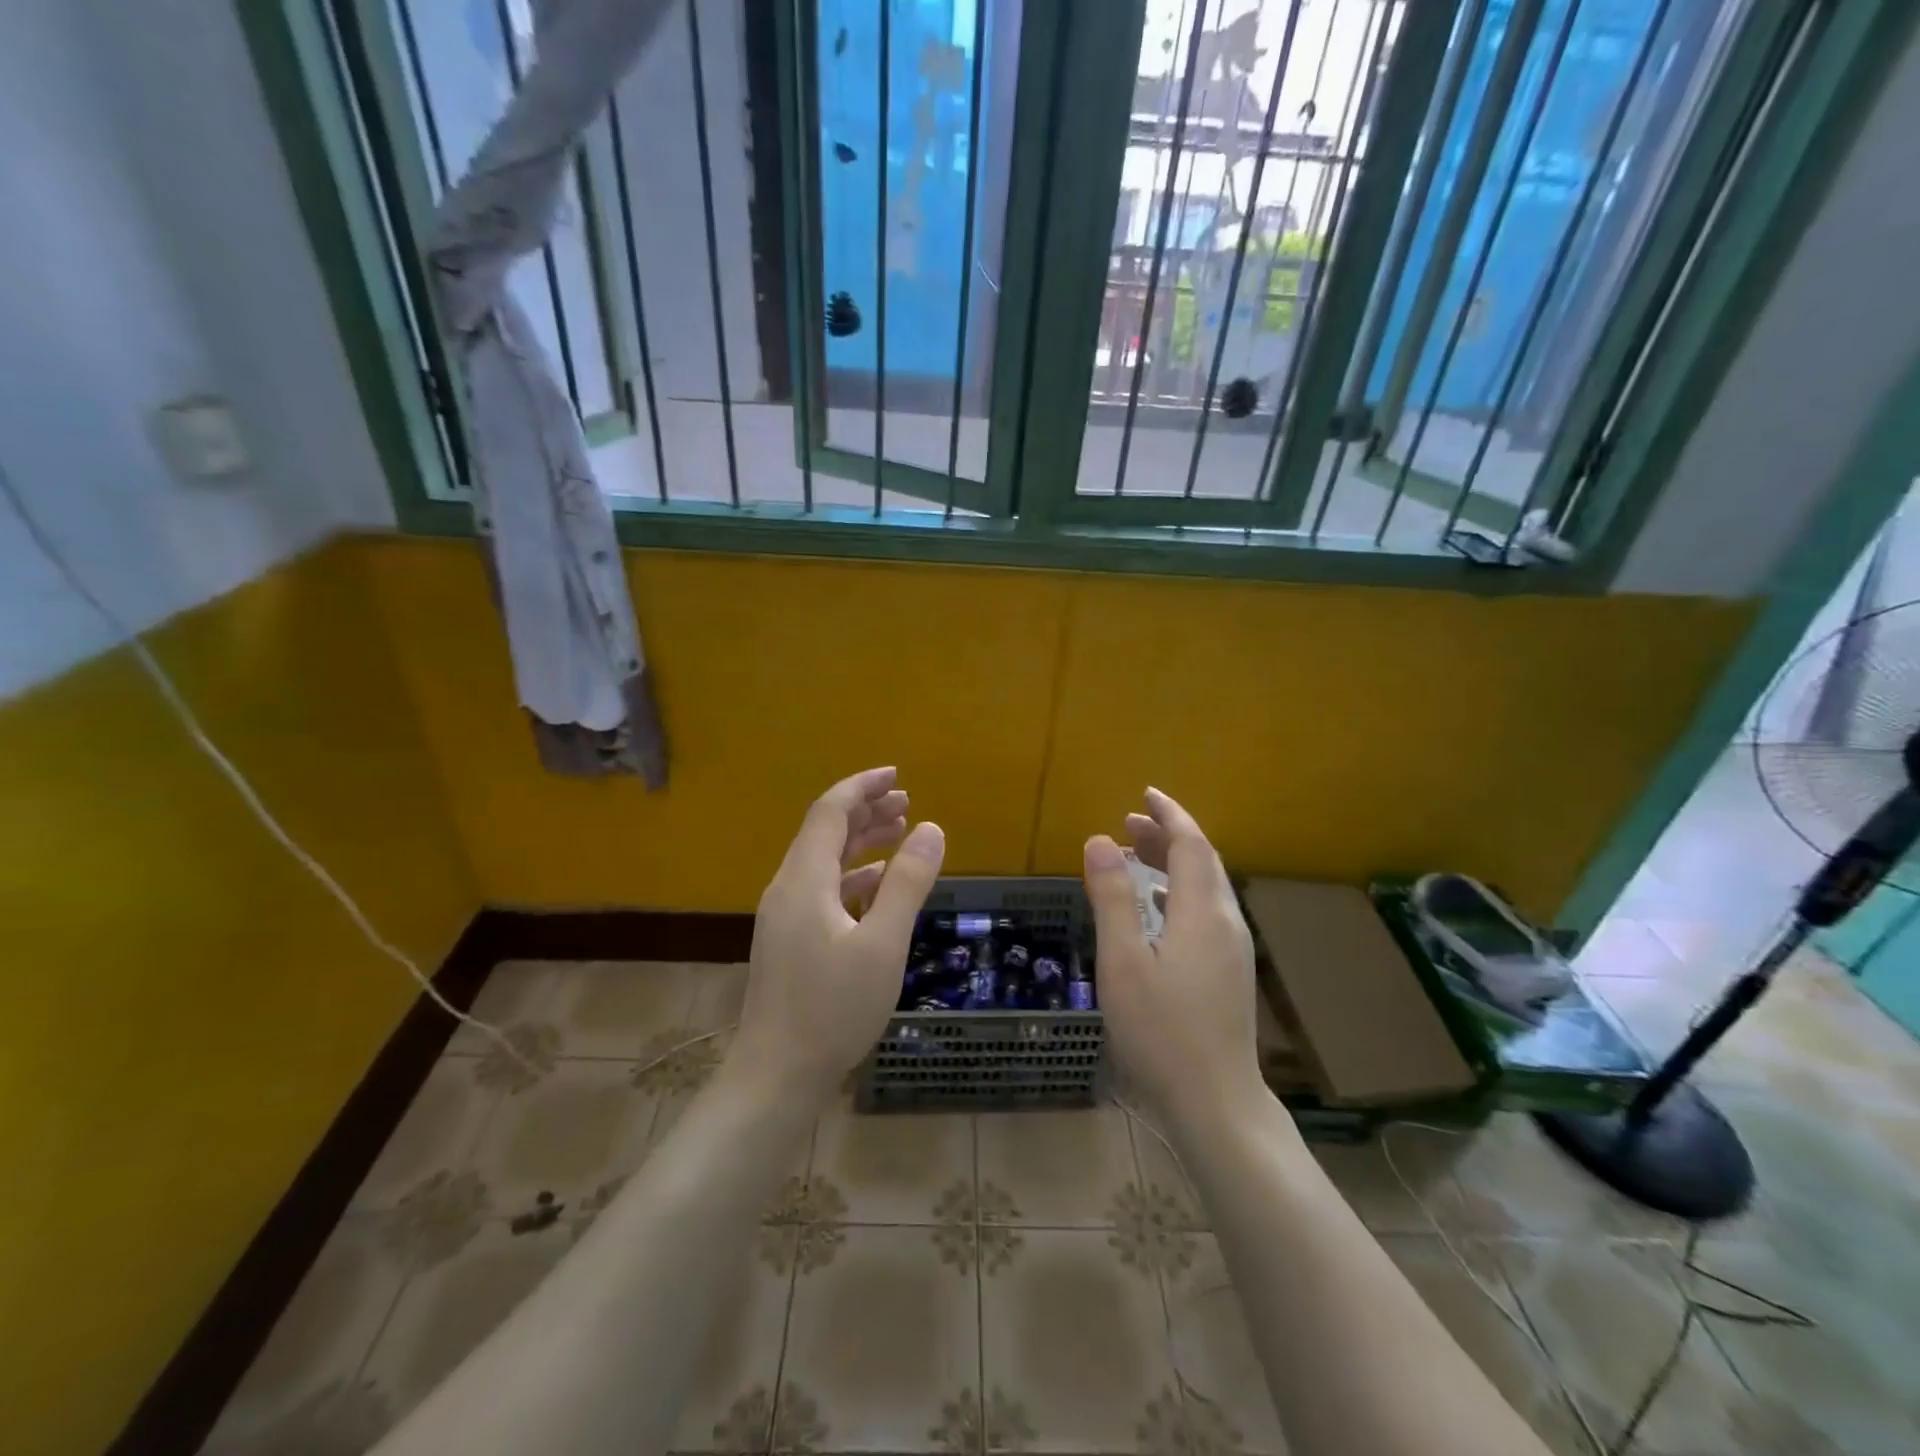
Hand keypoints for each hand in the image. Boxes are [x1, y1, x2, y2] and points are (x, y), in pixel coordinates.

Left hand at [729, 767, 945, 1104]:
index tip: (897, 775)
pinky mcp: (790, 941)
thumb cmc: (832, 1009)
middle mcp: (788, 889)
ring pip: (825, 862)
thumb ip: (907, 883)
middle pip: (825, 832)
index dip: (862, 787)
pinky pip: (823, 890)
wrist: (776, 1076)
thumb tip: (931, 828)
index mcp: (804, 880)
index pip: (830, 812)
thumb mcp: (883, 944)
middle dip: (866, 811)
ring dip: (861, 842)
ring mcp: (785, 917)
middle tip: (907, 802)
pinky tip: (879, 884)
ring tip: (900, 832)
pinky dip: (854, 876)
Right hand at [1083, 788, 1262, 1128]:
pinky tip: (1157, 907)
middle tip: (1126, 823)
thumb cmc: (1161, 1032)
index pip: (1191, 843)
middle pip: (1202, 861)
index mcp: (1202, 912)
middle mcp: (1226, 922)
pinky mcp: (1229, 972)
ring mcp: (1233, 950)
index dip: (1169, 814)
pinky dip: (1179, 892)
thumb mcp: (1124, 961)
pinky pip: (1206, 911)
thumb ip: (1113, 898)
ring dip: (1172, 863)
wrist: (1215, 1103)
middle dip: (1167, 835)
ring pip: (1206, 887)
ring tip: (1133, 856)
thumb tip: (1099, 840)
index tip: (1144, 794)